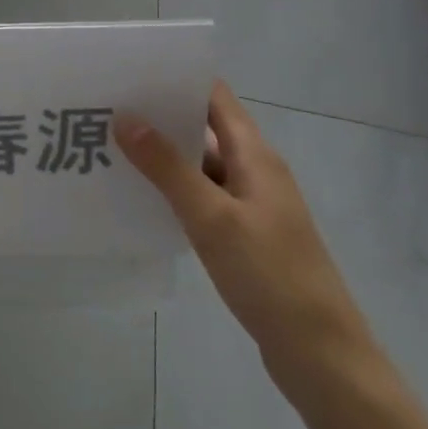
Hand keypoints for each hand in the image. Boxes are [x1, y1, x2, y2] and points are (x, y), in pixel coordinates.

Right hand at [115, 82, 378, 407]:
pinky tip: (138, 195)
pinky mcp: (244, 235)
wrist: (321, 356)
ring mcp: (251, 205)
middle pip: (204, 128)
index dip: (176, 79)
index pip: (214, 98)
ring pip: (200, 165)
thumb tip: (126, 117)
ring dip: (162, 155)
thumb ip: (167, 167)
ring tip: (110, 145)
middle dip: (158, 116)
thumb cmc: (270, 276)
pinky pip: (202, 197)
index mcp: (255, 156)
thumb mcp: (211, 217)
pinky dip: (173, 189)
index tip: (129, 71)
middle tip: (105, 107)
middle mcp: (255, 171)